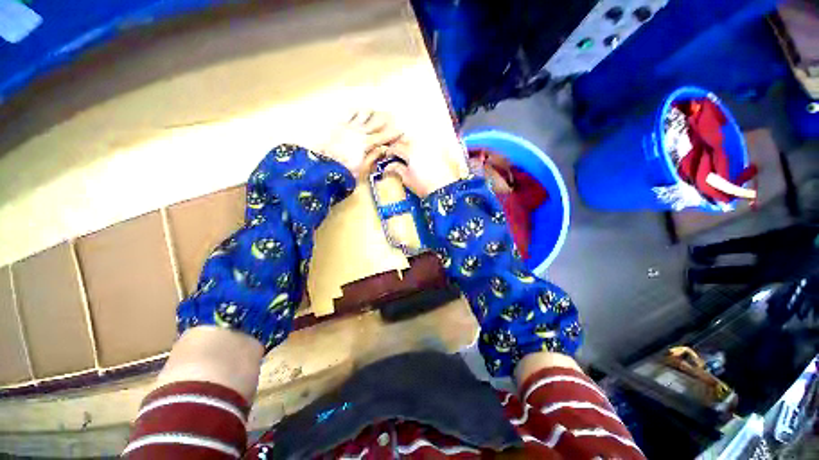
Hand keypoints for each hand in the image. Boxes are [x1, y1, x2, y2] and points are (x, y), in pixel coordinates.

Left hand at [321, 110, 402, 177]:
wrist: (325, 165)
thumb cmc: (346, 169)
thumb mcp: (363, 167)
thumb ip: (373, 156)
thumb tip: (383, 149)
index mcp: (366, 143)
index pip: (383, 137)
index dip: (393, 134)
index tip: (402, 130)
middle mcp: (359, 132)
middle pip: (374, 122)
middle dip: (384, 119)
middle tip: (391, 115)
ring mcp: (348, 127)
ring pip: (361, 115)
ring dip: (369, 112)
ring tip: (373, 110)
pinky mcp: (338, 126)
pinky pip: (347, 115)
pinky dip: (354, 111)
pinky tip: (356, 108)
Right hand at [383, 137, 460, 196]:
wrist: (445, 189)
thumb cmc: (424, 185)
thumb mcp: (407, 178)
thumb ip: (396, 169)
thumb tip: (388, 166)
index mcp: (410, 151)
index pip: (396, 147)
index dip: (389, 151)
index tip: (387, 156)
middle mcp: (421, 145)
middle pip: (406, 140)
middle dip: (400, 146)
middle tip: (396, 155)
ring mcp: (432, 146)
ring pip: (417, 141)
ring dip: (411, 146)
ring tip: (408, 155)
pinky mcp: (440, 151)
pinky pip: (428, 145)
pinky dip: (422, 148)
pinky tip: (421, 157)